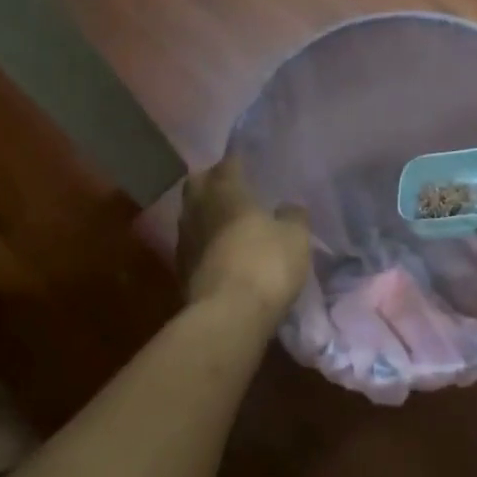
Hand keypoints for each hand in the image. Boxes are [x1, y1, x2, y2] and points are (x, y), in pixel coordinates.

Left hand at [177, 157, 311, 316]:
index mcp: (226, 191)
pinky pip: (193, 244)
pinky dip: (205, 242)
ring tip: (228, 221)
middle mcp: (198, 208)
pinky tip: (221, 250)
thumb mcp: (295, 237)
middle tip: (234, 188)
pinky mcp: (181, 270)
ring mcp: (184, 240)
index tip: (251, 162)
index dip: (239, 161)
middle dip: (213, 182)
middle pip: (199, 184)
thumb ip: (293, 216)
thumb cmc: (265, 264)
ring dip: (207, 213)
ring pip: (191, 214)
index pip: (228, 163)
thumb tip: (289, 207)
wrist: (228, 315)